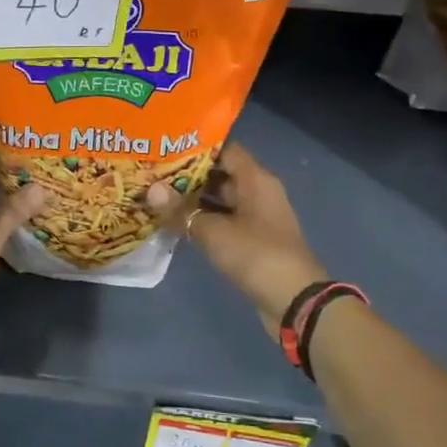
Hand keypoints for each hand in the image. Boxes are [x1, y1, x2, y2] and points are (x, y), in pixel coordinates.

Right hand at [146, 142, 326, 335]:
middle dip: (188, 173)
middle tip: (153, 170)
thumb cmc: (257, 255)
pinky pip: (223, 220)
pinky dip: (202, 219)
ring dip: (193, 199)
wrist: (295, 301)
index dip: (196, 146)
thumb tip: (151, 189)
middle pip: (220, 173)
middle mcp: (258, 192)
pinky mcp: (252, 240)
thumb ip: (182, 210)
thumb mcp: (214, 232)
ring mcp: (256, 217)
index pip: (225, 149)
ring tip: (157, 194)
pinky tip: (175, 222)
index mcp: (256, 179)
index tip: (166, 145)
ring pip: (220, 199)